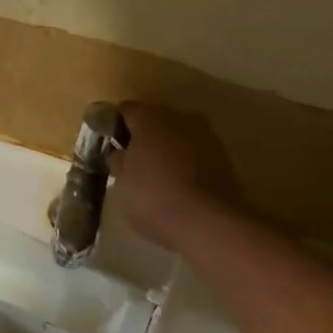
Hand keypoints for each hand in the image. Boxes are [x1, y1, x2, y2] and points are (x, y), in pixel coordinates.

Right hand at [109, 102, 245, 249]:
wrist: (209, 221)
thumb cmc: (154, 198)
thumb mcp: (123, 184)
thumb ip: (119, 161)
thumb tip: (119, 152)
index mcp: (150, 118)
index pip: (127, 110)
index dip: (116, 125)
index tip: (109, 144)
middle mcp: (180, 117)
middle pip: (156, 120)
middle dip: (144, 136)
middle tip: (132, 161)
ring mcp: (206, 135)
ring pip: (179, 135)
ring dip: (168, 149)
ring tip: (157, 175)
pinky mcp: (224, 156)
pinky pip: (196, 153)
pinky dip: (186, 162)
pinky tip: (179, 184)